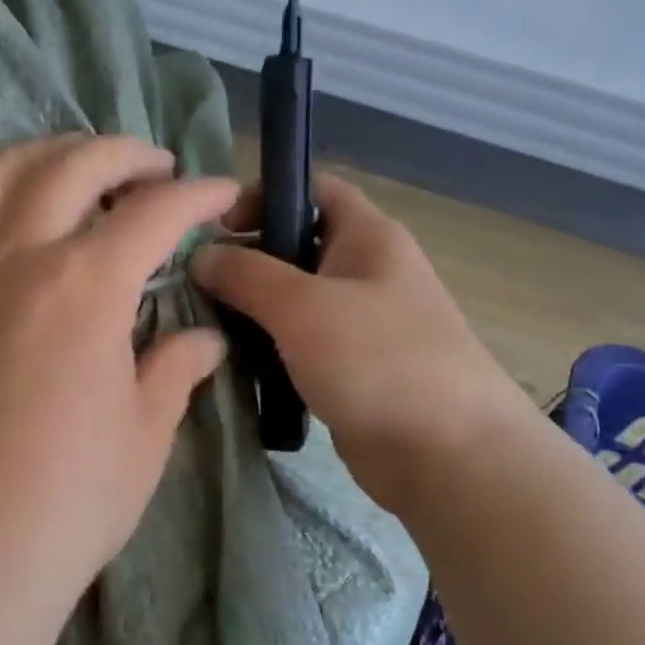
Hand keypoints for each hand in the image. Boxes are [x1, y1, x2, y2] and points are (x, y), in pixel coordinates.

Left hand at [0, 135, 238, 607]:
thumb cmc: (76, 498)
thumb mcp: (147, 431)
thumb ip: (175, 369)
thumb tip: (203, 341)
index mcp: (86, 285)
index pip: (153, 213)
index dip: (197, 195)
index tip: (222, 195)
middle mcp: (18, 262)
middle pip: (69, 170)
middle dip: (120, 153)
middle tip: (152, 167)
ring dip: (36, 157)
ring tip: (69, 164)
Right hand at [193, 173, 530, 513]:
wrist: (447, 455)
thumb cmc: (377, 360)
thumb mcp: (301, 306)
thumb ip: (246, 274)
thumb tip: (202, 256)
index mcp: (369, 237)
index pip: (315, 189)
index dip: (266, 194)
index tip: (217, 225)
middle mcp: (366, 272)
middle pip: (296, 247)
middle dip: (247, 260)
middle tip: (196, 283)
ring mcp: (361, 324)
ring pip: (294, 301)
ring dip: (252, 310)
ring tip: (205, 326)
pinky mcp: (351, 369)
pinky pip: (300, 345)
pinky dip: (269, 350)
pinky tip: (235, 364)